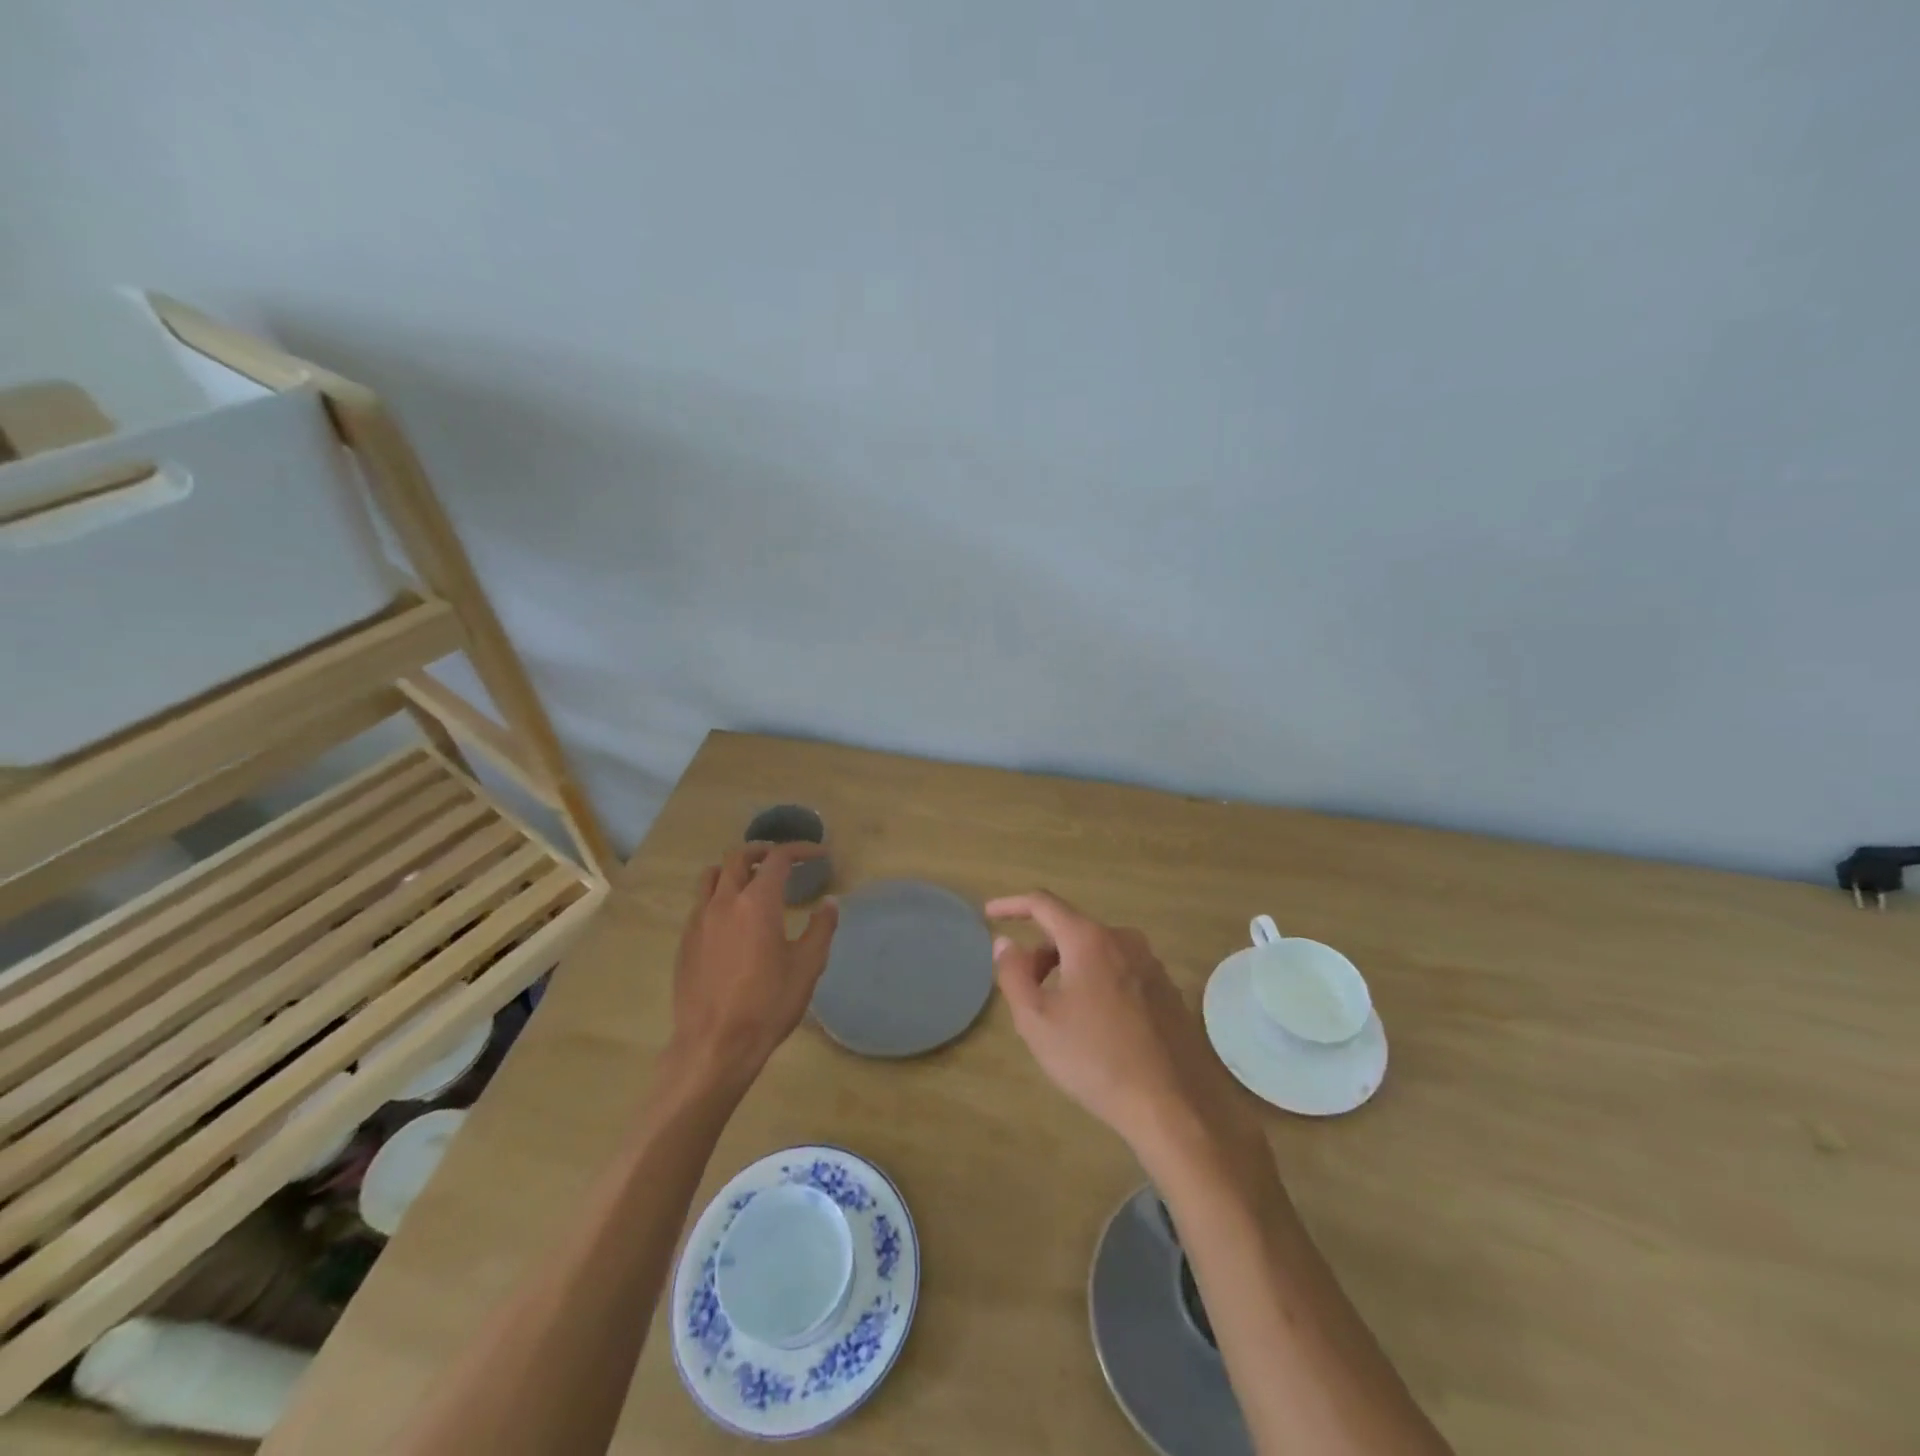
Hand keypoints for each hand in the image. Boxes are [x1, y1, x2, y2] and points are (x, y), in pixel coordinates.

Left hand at [670, 844, 838, 1084]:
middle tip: (782, 858)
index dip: (801, 850)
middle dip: (763, 850)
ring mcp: (699, 920)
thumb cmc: (768, 1004)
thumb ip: (821, 928)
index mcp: (757, 902)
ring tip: (752, 880)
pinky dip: (719, 895)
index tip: (818, 854)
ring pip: (712, 876)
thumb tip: (829, 903)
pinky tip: (732, 919)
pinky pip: (700, 903)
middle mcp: (724, 901)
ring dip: (734, 868)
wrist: (714, 1045)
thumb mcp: (807, 966)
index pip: (779, 858)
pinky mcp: (685, 942)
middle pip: (738, 857)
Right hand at [988, 890, 1251, 1164]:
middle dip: (1041, 951)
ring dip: (1068, 969)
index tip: (989, 915)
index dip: (1011, 905)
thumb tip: (1005, 943)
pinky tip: (1094, 1024)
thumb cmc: (1094, 1059)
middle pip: (1070, 930)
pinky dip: (1096, 982)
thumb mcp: (1036, 1020)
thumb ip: (1013, 974)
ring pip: (1096, 952)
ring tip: (1057, 1012)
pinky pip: (1119, 971)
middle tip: (1023, 988)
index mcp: (1090, 939)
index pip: (1043, 903)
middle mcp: (1124, 939)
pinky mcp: (1167, 990)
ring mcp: (1151, 964)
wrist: (1171, 1105)